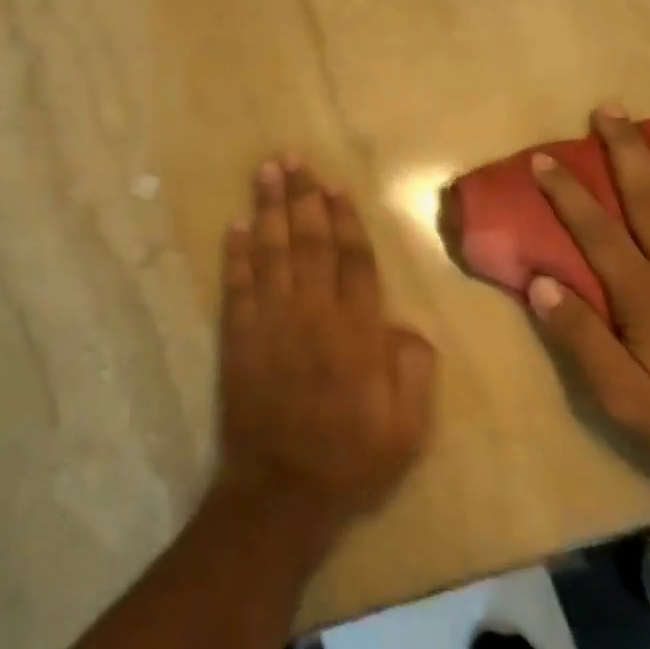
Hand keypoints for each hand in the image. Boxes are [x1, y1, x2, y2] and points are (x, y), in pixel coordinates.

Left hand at [215, 159, 436, 541]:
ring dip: (269, 209)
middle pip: (309, 242)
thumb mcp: (409, 427)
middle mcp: (313, 314)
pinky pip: (236, 285)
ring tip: (266, 171)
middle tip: (293, 158)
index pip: (353, 260)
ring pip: (271, 252)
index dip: (344, 220)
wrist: (282, 490)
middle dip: (302, 197)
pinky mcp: (238, 337)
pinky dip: (235, 254)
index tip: (334, 186)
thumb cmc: (351, 459)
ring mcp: (271, 322)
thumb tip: (402, 324)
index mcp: (357, 331)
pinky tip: (236, 225)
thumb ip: (414, 368)